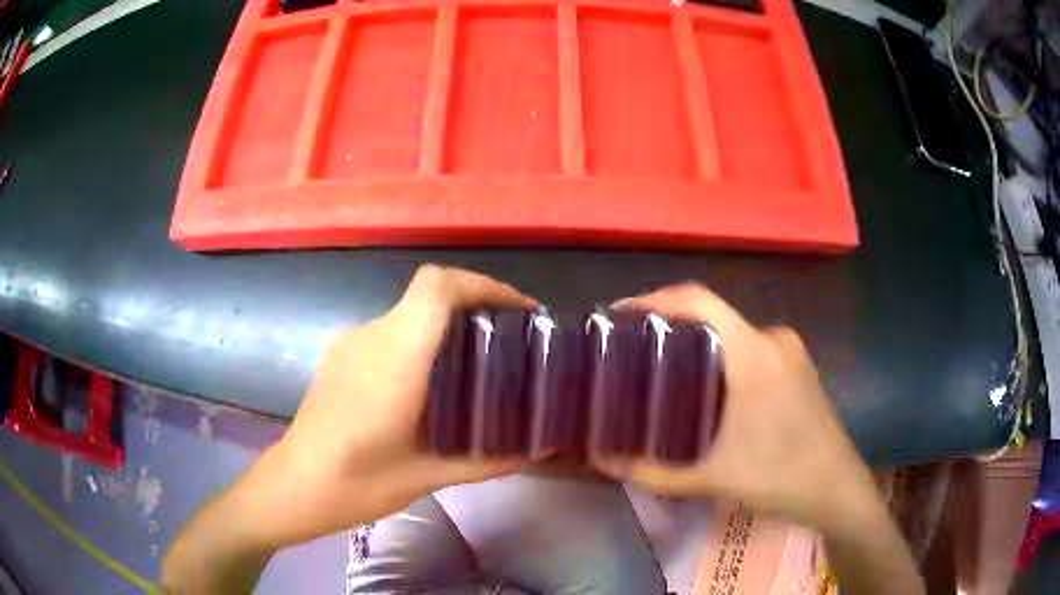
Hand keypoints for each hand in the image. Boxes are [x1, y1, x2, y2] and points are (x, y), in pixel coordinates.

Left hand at [246, 265, 537, 547]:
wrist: (297, 485)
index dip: (483, 285)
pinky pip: (390, 333)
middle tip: (509, 340)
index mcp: (396, 356)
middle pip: (429, 294)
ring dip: (446, 325)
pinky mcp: (340, 355)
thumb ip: (488, 460)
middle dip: (475, 306)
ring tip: (474, 363)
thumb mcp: (430, 476)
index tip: (520, 311)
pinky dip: (420, 342)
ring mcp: (351, 342)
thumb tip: (539, 449)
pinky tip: (428, 383)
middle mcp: (371, 335)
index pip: (438, 287)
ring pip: (409, 313)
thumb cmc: (360, 482)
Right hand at [596, 283, 873, 531]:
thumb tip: (604, 464)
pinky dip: (723, 358)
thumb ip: (655, 473)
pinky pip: (751, 348)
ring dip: (698, 346)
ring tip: (663, 371)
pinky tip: (707, 387)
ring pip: (733, 334)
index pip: (701, 302)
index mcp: (755, 354)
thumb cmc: (780, 477)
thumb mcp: (713, 479)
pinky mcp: (797, 366)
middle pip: (714, 317)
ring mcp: (790, 352)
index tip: (620, 316)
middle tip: (632, 352)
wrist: (837, 488)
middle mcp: (774, 340)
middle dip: (671, 329)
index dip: (657, 300)